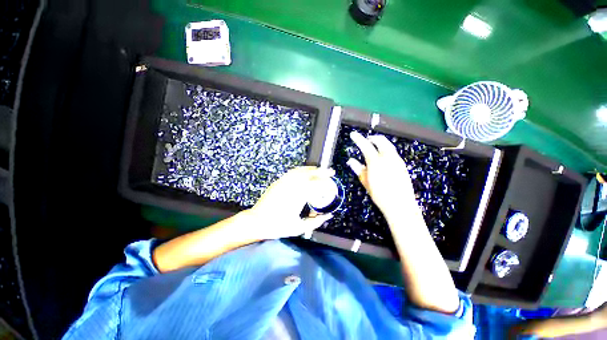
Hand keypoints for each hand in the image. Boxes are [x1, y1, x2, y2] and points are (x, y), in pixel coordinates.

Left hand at [247, 166, 334, 239]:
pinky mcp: (279, 182)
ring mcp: (284, 182)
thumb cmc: (278, 226)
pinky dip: (301, 169)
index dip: (327, 184)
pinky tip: (305, 171)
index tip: (333, 185)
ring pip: (301, 171)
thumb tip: (328, 215)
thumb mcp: (299, 228)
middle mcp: (291, 186)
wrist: (257, 221)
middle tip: (331, 171)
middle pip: (310, 175)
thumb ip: (316, 222)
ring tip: (320, 169)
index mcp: (298, 197)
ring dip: (312, 169)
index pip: (316, 186)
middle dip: (322, 172)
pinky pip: (292, 172)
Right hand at [348, 131, 417, 220]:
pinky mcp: (402, 165)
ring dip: (380, 143)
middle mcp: (388, 158)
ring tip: (374, 146)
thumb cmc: (379, 195)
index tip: (353, 134)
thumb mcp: (365, 182)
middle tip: (366, 139)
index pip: (365, 145)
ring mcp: (397, 160)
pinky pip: (393, 152)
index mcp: (376, 162)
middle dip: (372, 138)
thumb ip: (358, 169)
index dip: (358, 139)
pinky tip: (383, 157)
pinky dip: (386, 149)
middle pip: (381, 140)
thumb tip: (350, 160)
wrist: (400, 205)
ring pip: (388, 145)